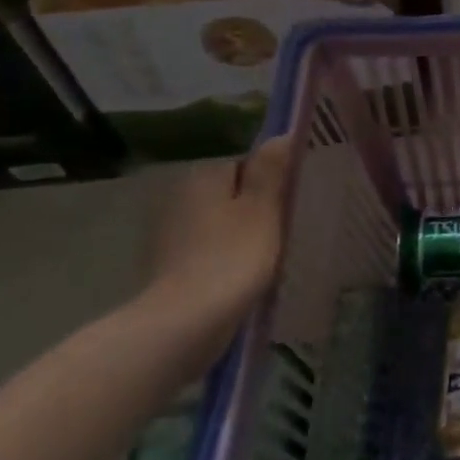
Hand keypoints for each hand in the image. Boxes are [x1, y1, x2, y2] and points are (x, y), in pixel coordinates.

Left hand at [142, 138, 289, 353]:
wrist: (184, 324)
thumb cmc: (232, 258)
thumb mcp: (263, 209)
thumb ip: (272, 170)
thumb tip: (282, 134)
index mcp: (203, 176)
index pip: (245, 164)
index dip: (271, 182)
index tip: (291, 204)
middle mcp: (179, 196)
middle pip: (231, 194)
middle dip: (255, 209)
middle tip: (286, 231)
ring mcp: (169, 233)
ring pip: (220, 224)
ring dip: (241, 235)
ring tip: (269, 258)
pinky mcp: (168, 267)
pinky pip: (208, 251)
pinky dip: (225, 259)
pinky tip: (243, 277)